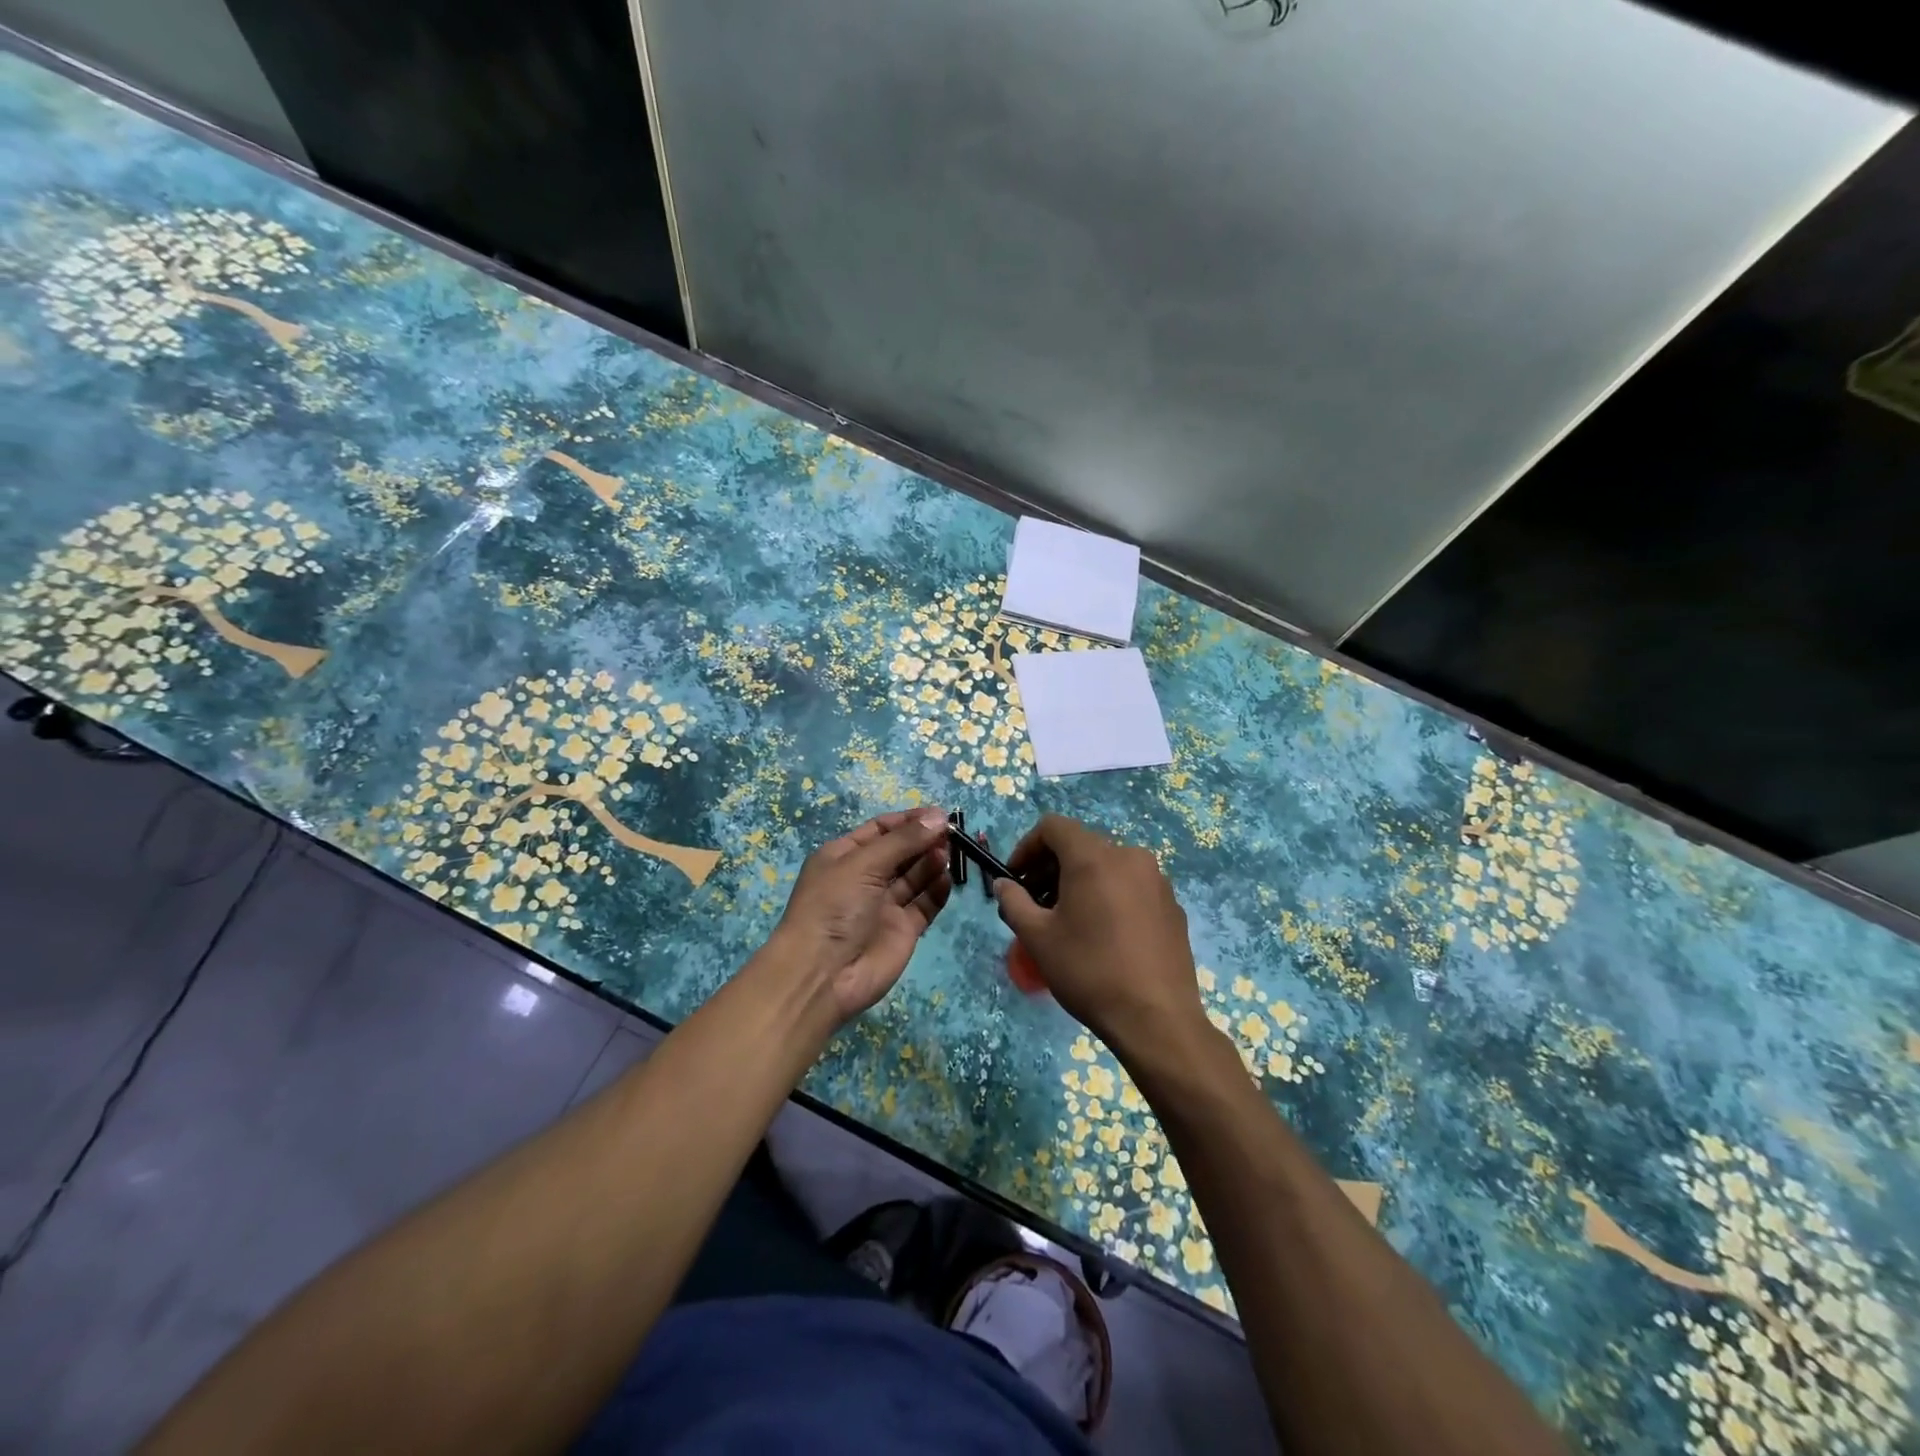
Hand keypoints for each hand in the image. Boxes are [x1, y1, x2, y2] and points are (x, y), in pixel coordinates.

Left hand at [771, 807, 951, 1024]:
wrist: (823, 975)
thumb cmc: (834, 907)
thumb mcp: (863, 864)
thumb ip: (904, 840)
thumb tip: (939, 816)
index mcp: (845, 856)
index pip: (882, 829)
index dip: (909, 820)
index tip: (939, 814)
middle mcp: (866, 878)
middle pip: (902, 851)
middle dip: (925, 840)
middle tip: (951, 833)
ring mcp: (885, 905)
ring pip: (916, 876)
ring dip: (932, 862)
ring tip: (948, 854)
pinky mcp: (903, 930)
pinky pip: (925, 904)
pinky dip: (937, 891)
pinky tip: (946, 879)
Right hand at [994, 815, 1207, 1064]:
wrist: (1156, 1019)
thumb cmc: (1089, 971)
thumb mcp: (1038, 938)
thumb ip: (1014, 902)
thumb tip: (1004, 884)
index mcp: (1094, 857)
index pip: (1054, 826)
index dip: (1027, 846)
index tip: (1016, 878)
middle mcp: (1129, 856)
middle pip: (1081, 845)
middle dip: (1051, 867)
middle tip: (1035, 903)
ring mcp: (1157, 880)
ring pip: (1108, 866)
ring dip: (1080, 881)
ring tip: (1068, 921)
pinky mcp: (1172, 905)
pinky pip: (1132, 887)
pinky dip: (1109, 896)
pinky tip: (1103, 935)